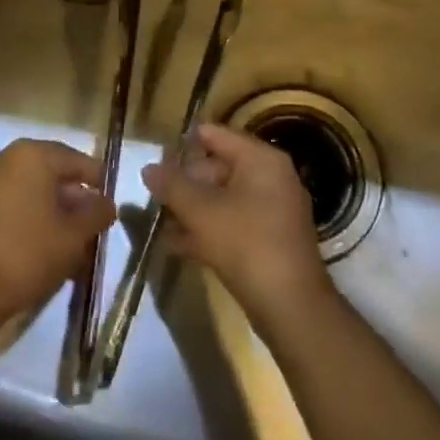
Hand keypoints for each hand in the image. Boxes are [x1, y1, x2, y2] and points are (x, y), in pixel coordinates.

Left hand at [0, 139, 115, 322]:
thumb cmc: (28, 253)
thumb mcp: (74, 235)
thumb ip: (96, 213)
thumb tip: (106, 204)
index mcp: (32, 155)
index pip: (76, 160)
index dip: (98, 182)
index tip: (111, 207)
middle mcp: (5, 159)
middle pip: (52, 175)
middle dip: (75, 202)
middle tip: (94, 229)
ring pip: (32, 193)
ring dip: (55, 214)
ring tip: (74, 247)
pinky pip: (13, 205)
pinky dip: (32, 220)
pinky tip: (47, 249)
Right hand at [141, 123, 332, 322]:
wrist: (290, 305)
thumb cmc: (245, 243)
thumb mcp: (200, 211)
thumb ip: (172, 185)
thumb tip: (149, 168)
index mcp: (261, 160)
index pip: (215, 135)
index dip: (183, 144)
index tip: (155, 157)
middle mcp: (272, 178)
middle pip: (218, 167)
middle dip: (185, 182)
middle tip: (154, 196)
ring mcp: (274, 210)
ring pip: (223, 199)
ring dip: (192, 209)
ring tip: (159, 221)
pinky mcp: (270, 240)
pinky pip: (232, 223)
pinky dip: (207, 230)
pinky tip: (176, 245)